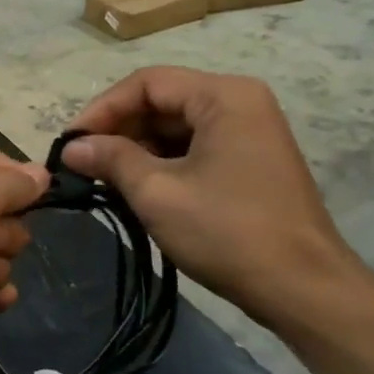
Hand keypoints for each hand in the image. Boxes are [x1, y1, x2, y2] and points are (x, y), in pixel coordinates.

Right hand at [61, 68, 370, 330]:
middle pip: (162, 101)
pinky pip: (194, 148)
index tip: (70, 142)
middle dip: (118, 130)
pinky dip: (161, 163)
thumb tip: (71, 146)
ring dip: (136, 149)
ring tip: (102, 178)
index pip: (147, 83)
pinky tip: (136, 188)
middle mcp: (240, 103)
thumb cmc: (227, 232)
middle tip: (81, 162)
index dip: (102, 109)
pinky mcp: (249, 162)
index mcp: (224, 96)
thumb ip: (110, 159)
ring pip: (175, 127)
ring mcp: (249, 133)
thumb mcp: (157, 192)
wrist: (303, 290)